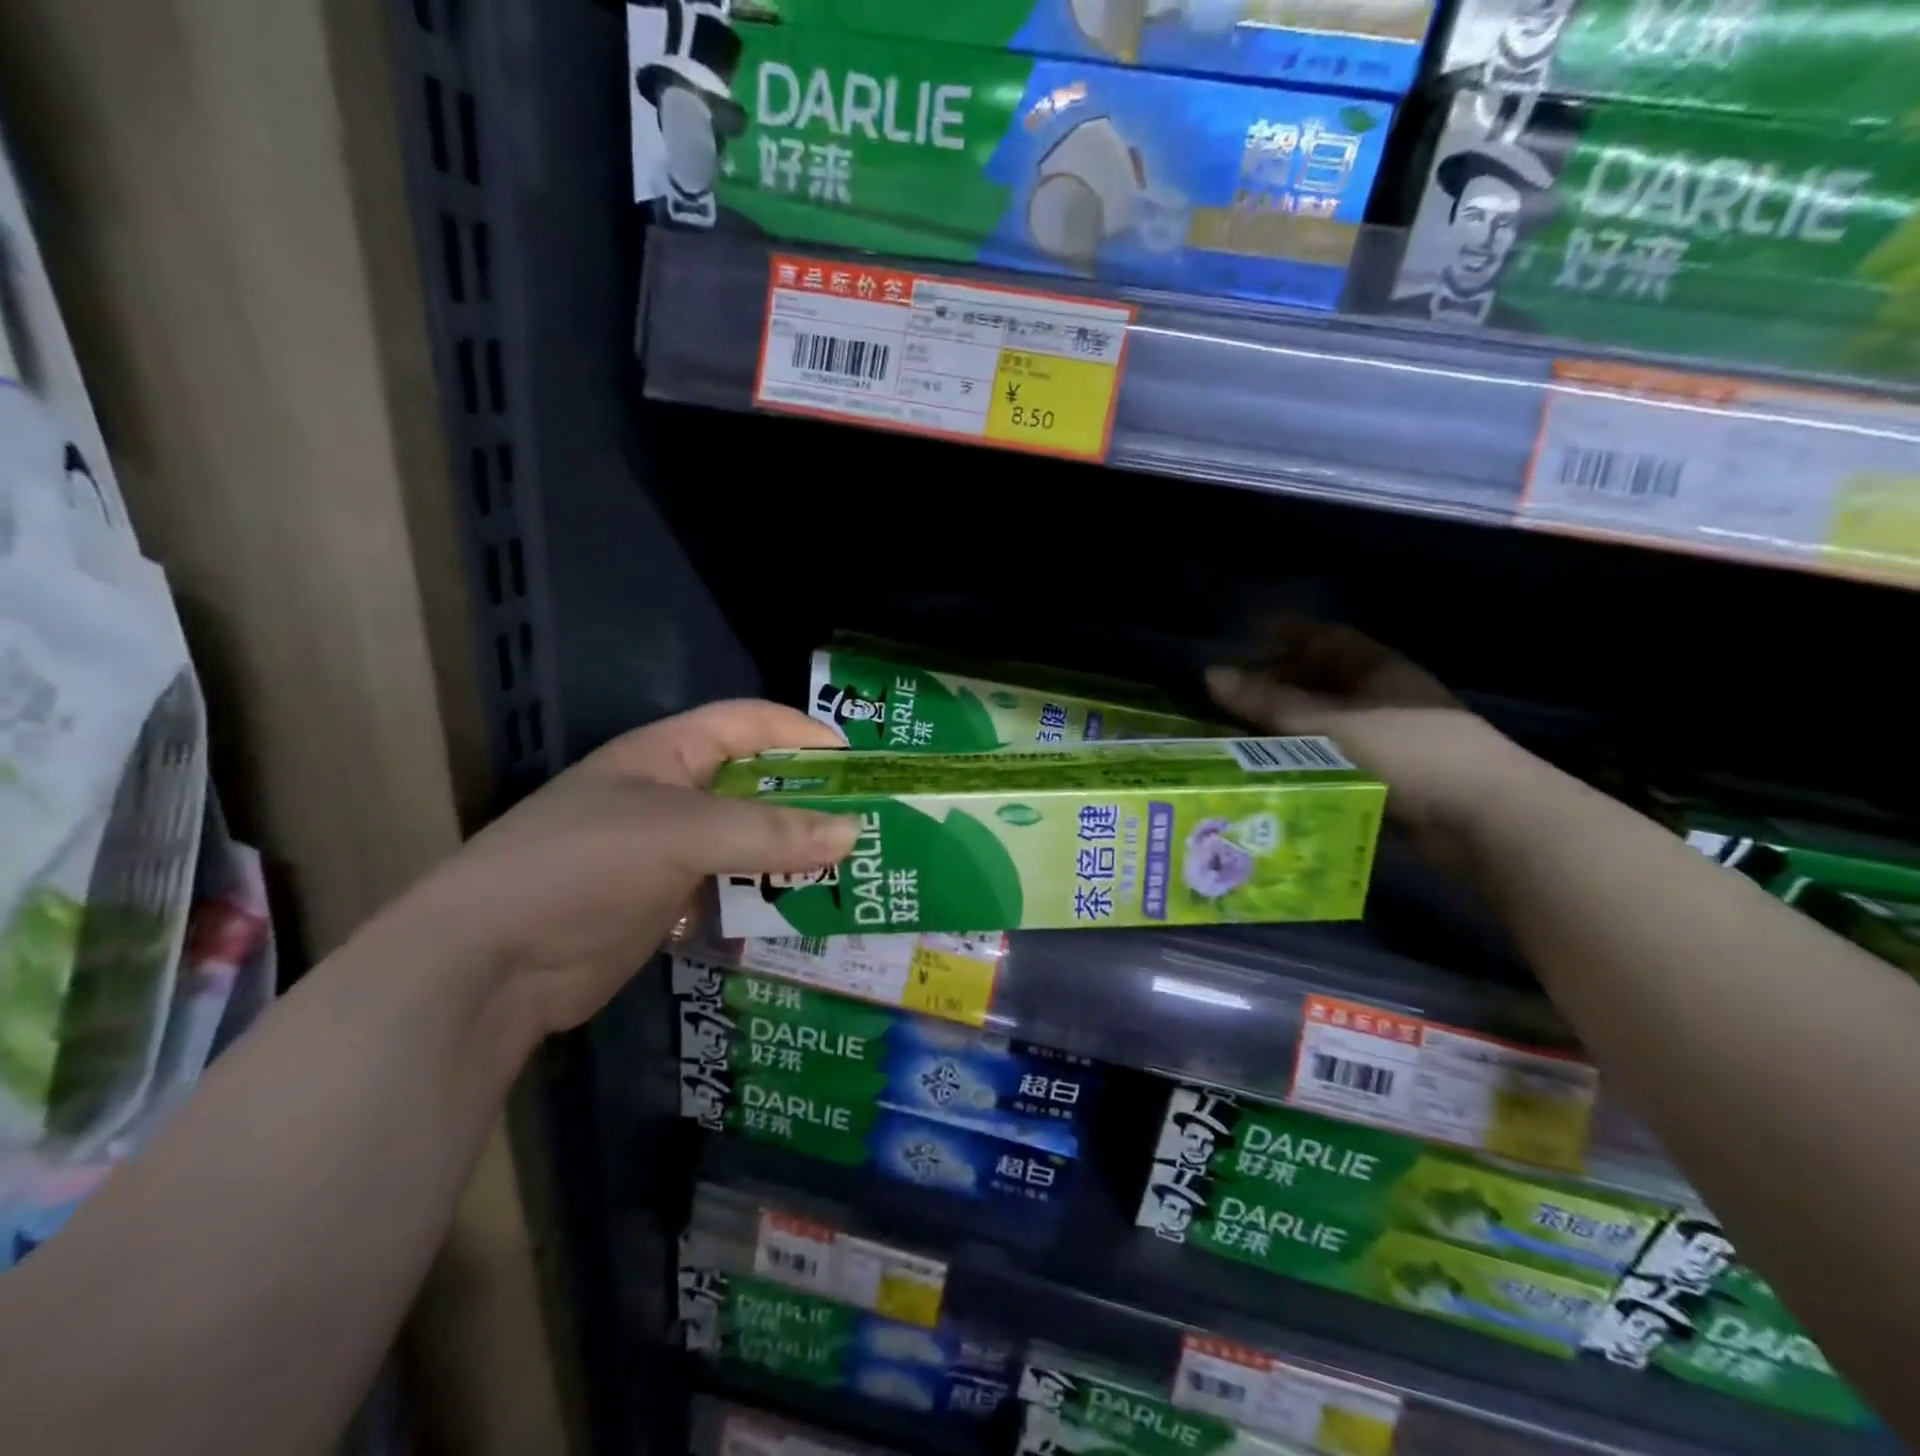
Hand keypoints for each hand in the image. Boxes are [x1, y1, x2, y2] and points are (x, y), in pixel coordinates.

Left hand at [400, 700, 855, 1036]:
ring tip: (851, 871)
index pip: (746, 722)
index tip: (857, 762)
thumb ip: (768, 833)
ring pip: (746, 842)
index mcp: (665, 753)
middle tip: (868, 824)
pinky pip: (730, 890)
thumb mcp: (680, 834)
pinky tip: (805, 912)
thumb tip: (852, 833)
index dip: (800, 733)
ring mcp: (667, 852)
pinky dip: (765, 897)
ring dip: (792, 854)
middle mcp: (670, 795)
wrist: (486, 966)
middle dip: (808, 800)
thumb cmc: (581, 866)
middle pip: (754, 784)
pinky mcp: (666, 904)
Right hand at [1205, 622, 1531, 868]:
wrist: (1483, 816)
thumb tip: (1210, 675)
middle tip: (1237, 692)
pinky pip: (1337, 754)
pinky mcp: (1391, 774)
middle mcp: (1385, 697)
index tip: (1255, 635)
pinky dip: (1307, 756)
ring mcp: (1392, 737)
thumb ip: (1269, 703)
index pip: (1329, 639)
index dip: (1292, 634)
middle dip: (1283, 681)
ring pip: (1330, 721)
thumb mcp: (1327, 724)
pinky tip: (1277, 768)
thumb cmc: (1405, 751)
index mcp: (1378, 670)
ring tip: (1245, 733)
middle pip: (1327, 680)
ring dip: (1292, 724)